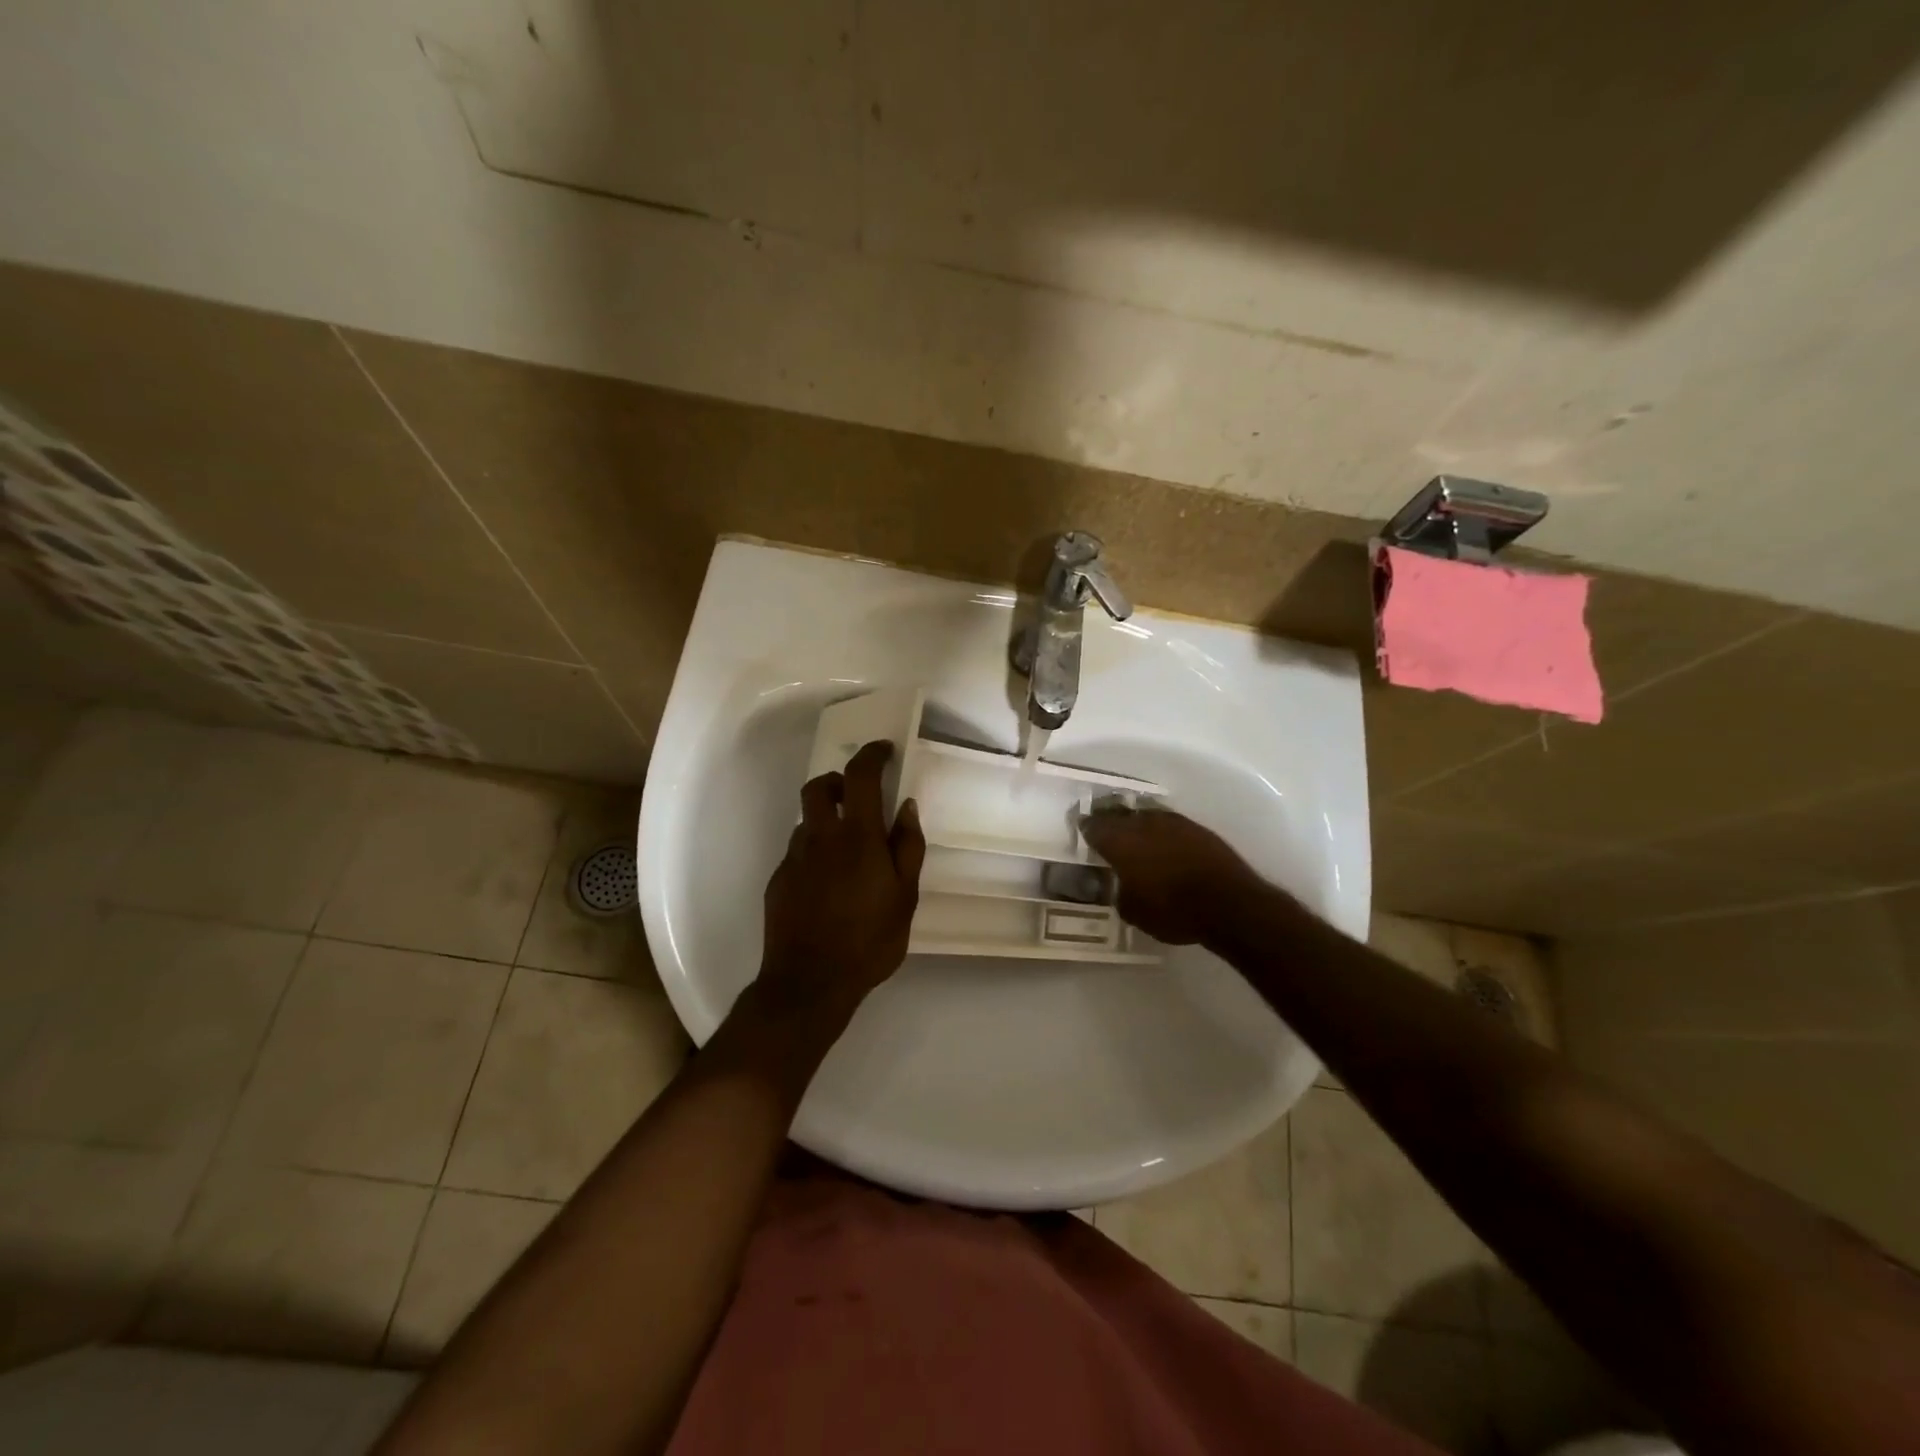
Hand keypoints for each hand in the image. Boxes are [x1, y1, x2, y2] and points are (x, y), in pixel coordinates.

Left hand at [757, 740, 925, 1025]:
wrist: (809, 983)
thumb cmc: (869, 940)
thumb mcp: (905, 896)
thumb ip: (907, 846)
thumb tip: (906, 805)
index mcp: (856, 836)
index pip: (859, 775)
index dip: (871, 755)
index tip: (883, 750)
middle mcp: (819, 838)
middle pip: (819, 787)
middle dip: (838, 780)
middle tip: (857, 796)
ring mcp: (794, 859)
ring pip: (807, 821)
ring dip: (826, 820)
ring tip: (847, 851)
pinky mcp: (778, 881)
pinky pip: (798, 852)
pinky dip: (814, 852)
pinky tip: (828, 884)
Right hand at [1080, 805, 1260, 944]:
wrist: (1229, 904)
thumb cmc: (1172, 910)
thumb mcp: (1133, 911)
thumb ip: (1119, 892)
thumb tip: (1119, 885)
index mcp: (1119, 841)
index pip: (1093, 826)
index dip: (1086, 829)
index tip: (1082, 833)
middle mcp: (1142, 823)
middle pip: (1118, 814)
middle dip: (1109, 821)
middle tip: (1104, 831)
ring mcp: (1172, 822)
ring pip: (1144, 816)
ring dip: (1136, 824)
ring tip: (1134, 837)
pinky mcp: (1196, 828)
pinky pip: (1168, 824)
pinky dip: (1160, 832)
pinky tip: (1162, 845)